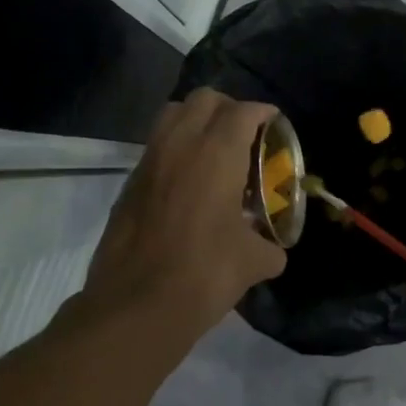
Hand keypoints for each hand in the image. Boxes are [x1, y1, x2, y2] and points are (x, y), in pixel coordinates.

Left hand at [81, 88, 286, 342]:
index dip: (264, 113)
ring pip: (173, 115)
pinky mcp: (129, 183)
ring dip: (197, 122)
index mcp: (216, 154)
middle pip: (204, 99)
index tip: (275, 125)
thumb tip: (272, 249)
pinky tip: (188, 184)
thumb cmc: (203, 274)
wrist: (136, 305)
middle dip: (229, 109)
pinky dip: (175, 149)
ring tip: (214, 152)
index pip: (243, 111)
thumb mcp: (254, 262)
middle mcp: (180, 145)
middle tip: (245, 136)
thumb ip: (270, 246)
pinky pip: (156, 146)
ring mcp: (149, 161)